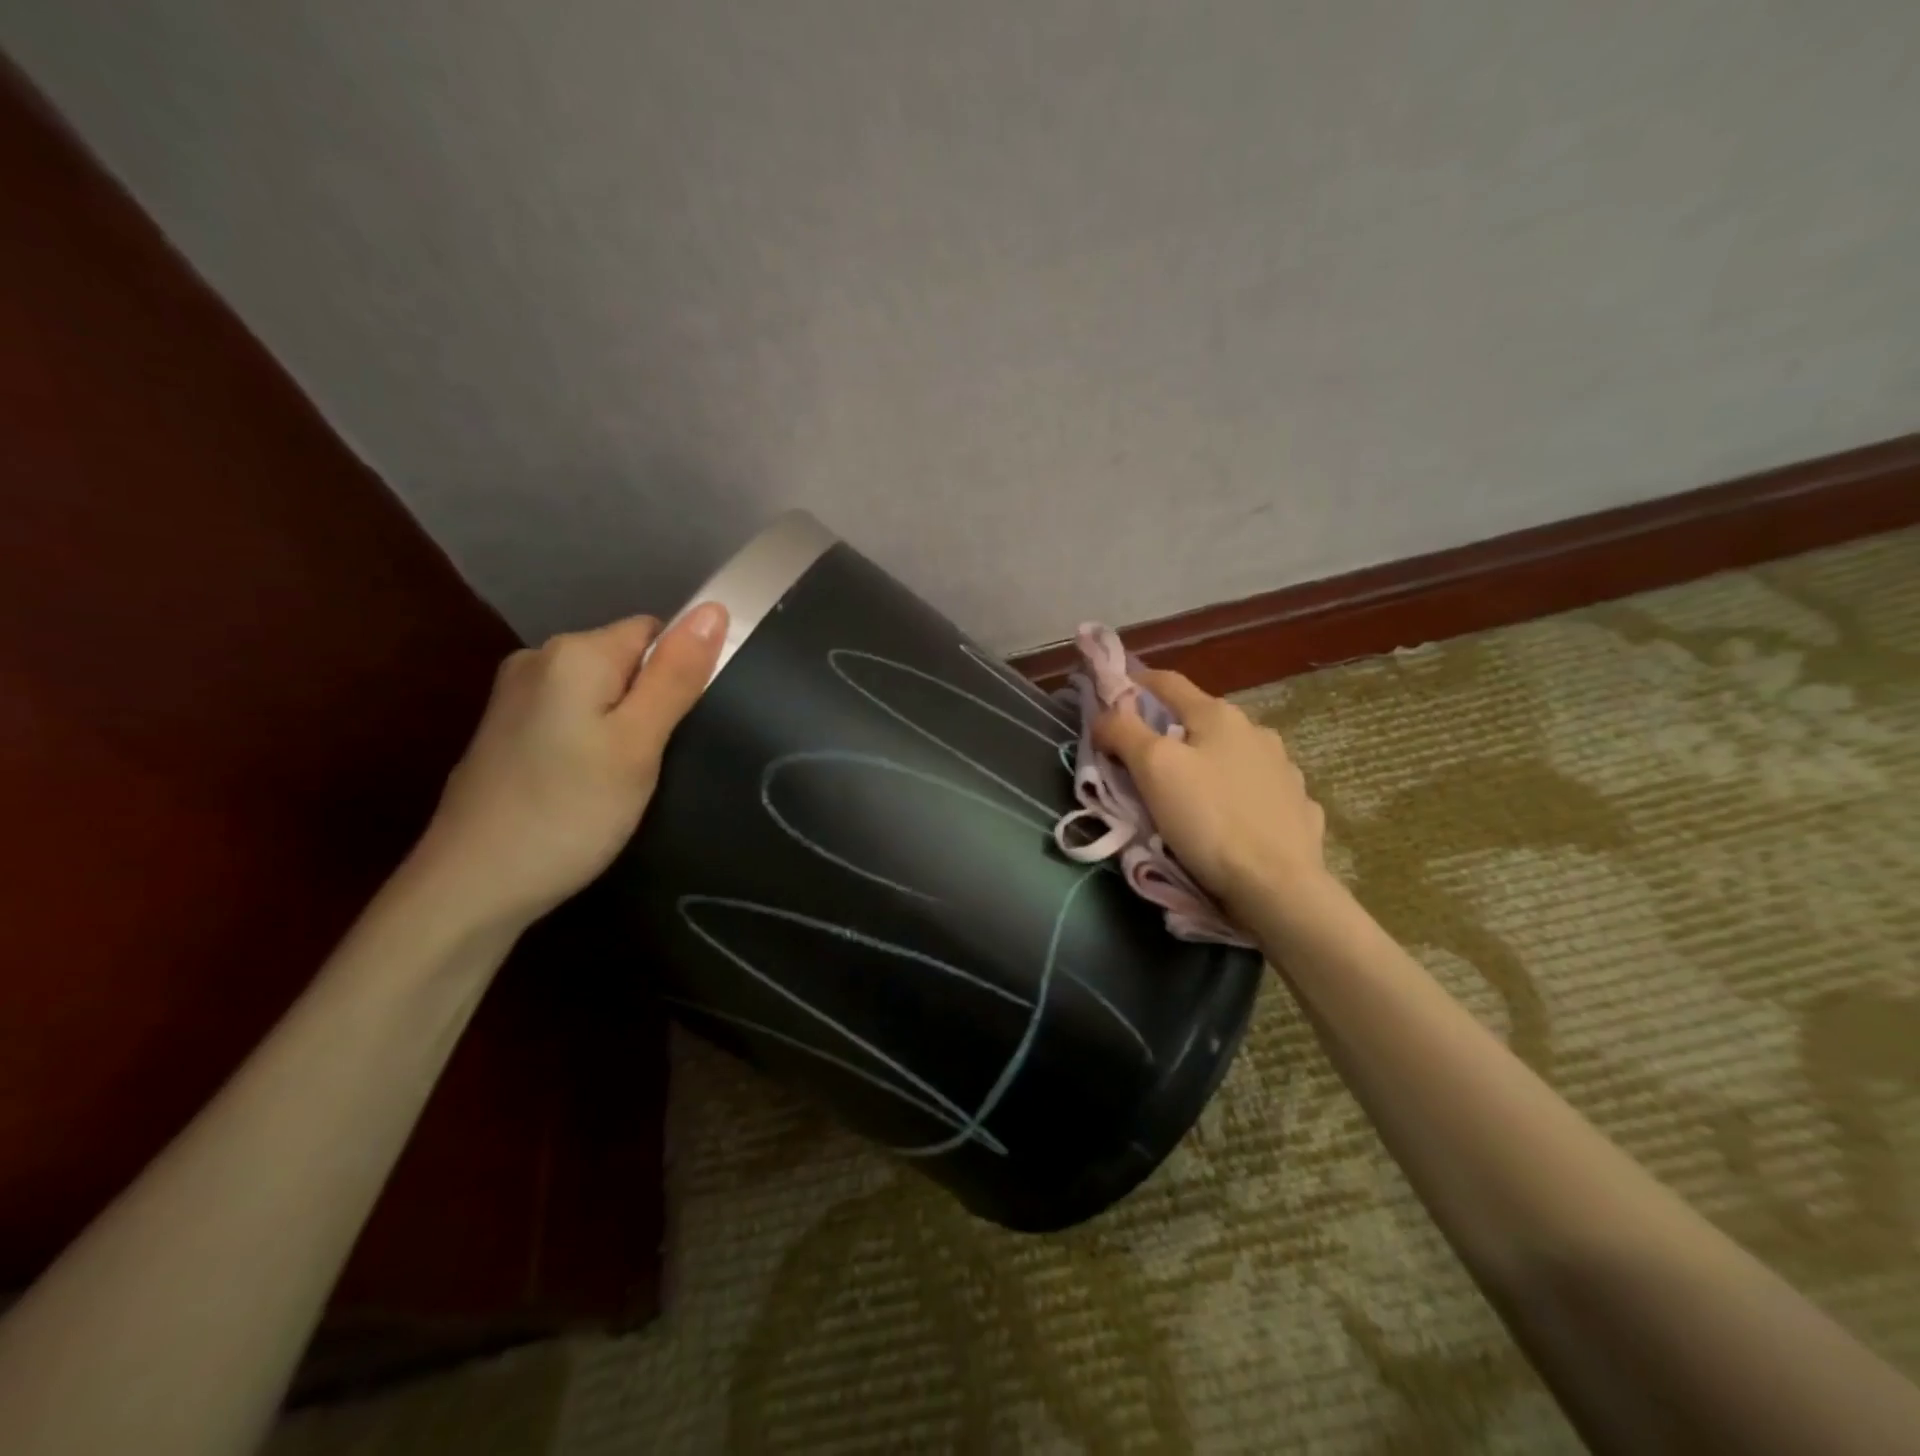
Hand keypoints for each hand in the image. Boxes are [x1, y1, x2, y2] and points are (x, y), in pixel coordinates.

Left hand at [411, 603, 727, 932]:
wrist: (472, 887)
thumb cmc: (569, 812)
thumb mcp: (638, 743)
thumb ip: (676, 675)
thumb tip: (715, 608)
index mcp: (574, 653)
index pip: (655, 632)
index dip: (677, 677)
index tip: (674, 731)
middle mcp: (538, 659)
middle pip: (626, 660)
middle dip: (650, 703)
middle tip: (649, 762)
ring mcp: (514, 696)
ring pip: (601, 692)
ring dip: (622, 726)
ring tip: (620, 780)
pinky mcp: (505, 731)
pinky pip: (572, 716)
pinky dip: (590, 742)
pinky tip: (585, 785)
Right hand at [1093, 669, 1330, 921]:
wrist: (1278, 886)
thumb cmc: (1209, 819)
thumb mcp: (1153, 768)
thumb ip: (1124, 732)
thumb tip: (1106, 714)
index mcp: (1218, 716)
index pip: (1167, 682)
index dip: (1134, 683)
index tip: (1110, 696)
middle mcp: (1256, 732)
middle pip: (1200, 720)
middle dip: (1168, 731)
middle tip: (1142, 758)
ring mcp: (1284, 769)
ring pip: (1232, 755)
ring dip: (1208, 762)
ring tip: (1189, 792)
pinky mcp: (1297, 807)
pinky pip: (1258, 790)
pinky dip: (1237, 793)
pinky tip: (1230, 815)